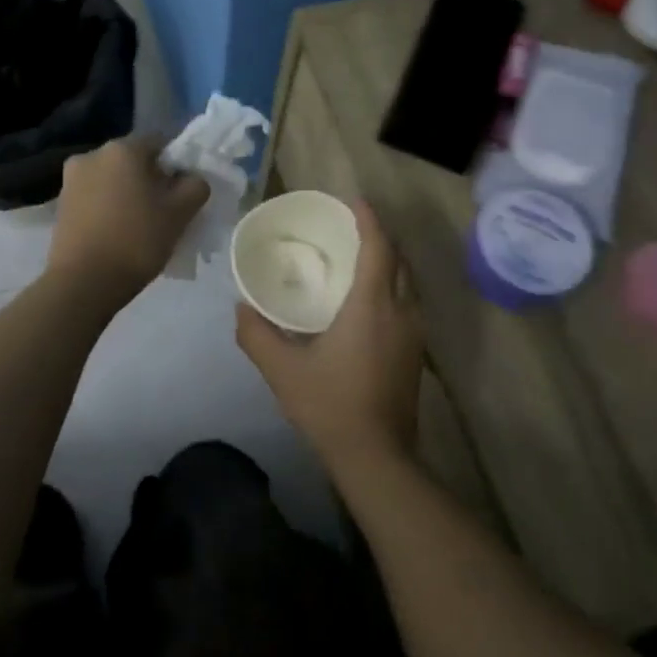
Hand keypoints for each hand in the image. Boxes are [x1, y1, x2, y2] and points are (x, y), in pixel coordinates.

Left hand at [47, 135, 209, 303]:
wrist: (84, 282)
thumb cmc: (137, 241)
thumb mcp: (180, 214)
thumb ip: (195, 186)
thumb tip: (191, 179)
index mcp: (122, 149)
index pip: (160, 143)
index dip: (177, 165)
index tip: (184, 193)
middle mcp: (92, 154)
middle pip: (133, 161)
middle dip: (151, 180)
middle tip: (165, 211)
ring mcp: (71, 179)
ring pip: (112, 180)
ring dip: (128, 194)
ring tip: (140, 226)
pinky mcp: (61, 205)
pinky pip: (95, 197)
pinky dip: (109, 208)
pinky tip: (118, 233)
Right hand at [236, 201, 424, 470]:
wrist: (376, 455)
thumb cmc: (329, 406)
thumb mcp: (282, 370)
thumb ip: (257, 334)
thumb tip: (241, 306)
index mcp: (372, 306)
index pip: (378, 247)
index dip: (368, 219)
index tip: (353, 200)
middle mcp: (401, 311)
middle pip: (398, 260)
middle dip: (378, 237)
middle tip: (348, 228)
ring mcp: (413, 334)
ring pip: (406, 283)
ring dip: (386, 263)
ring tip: (356, 259)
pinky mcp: (415, 354)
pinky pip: (406, 304)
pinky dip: (389, 288)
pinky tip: (366, 302)